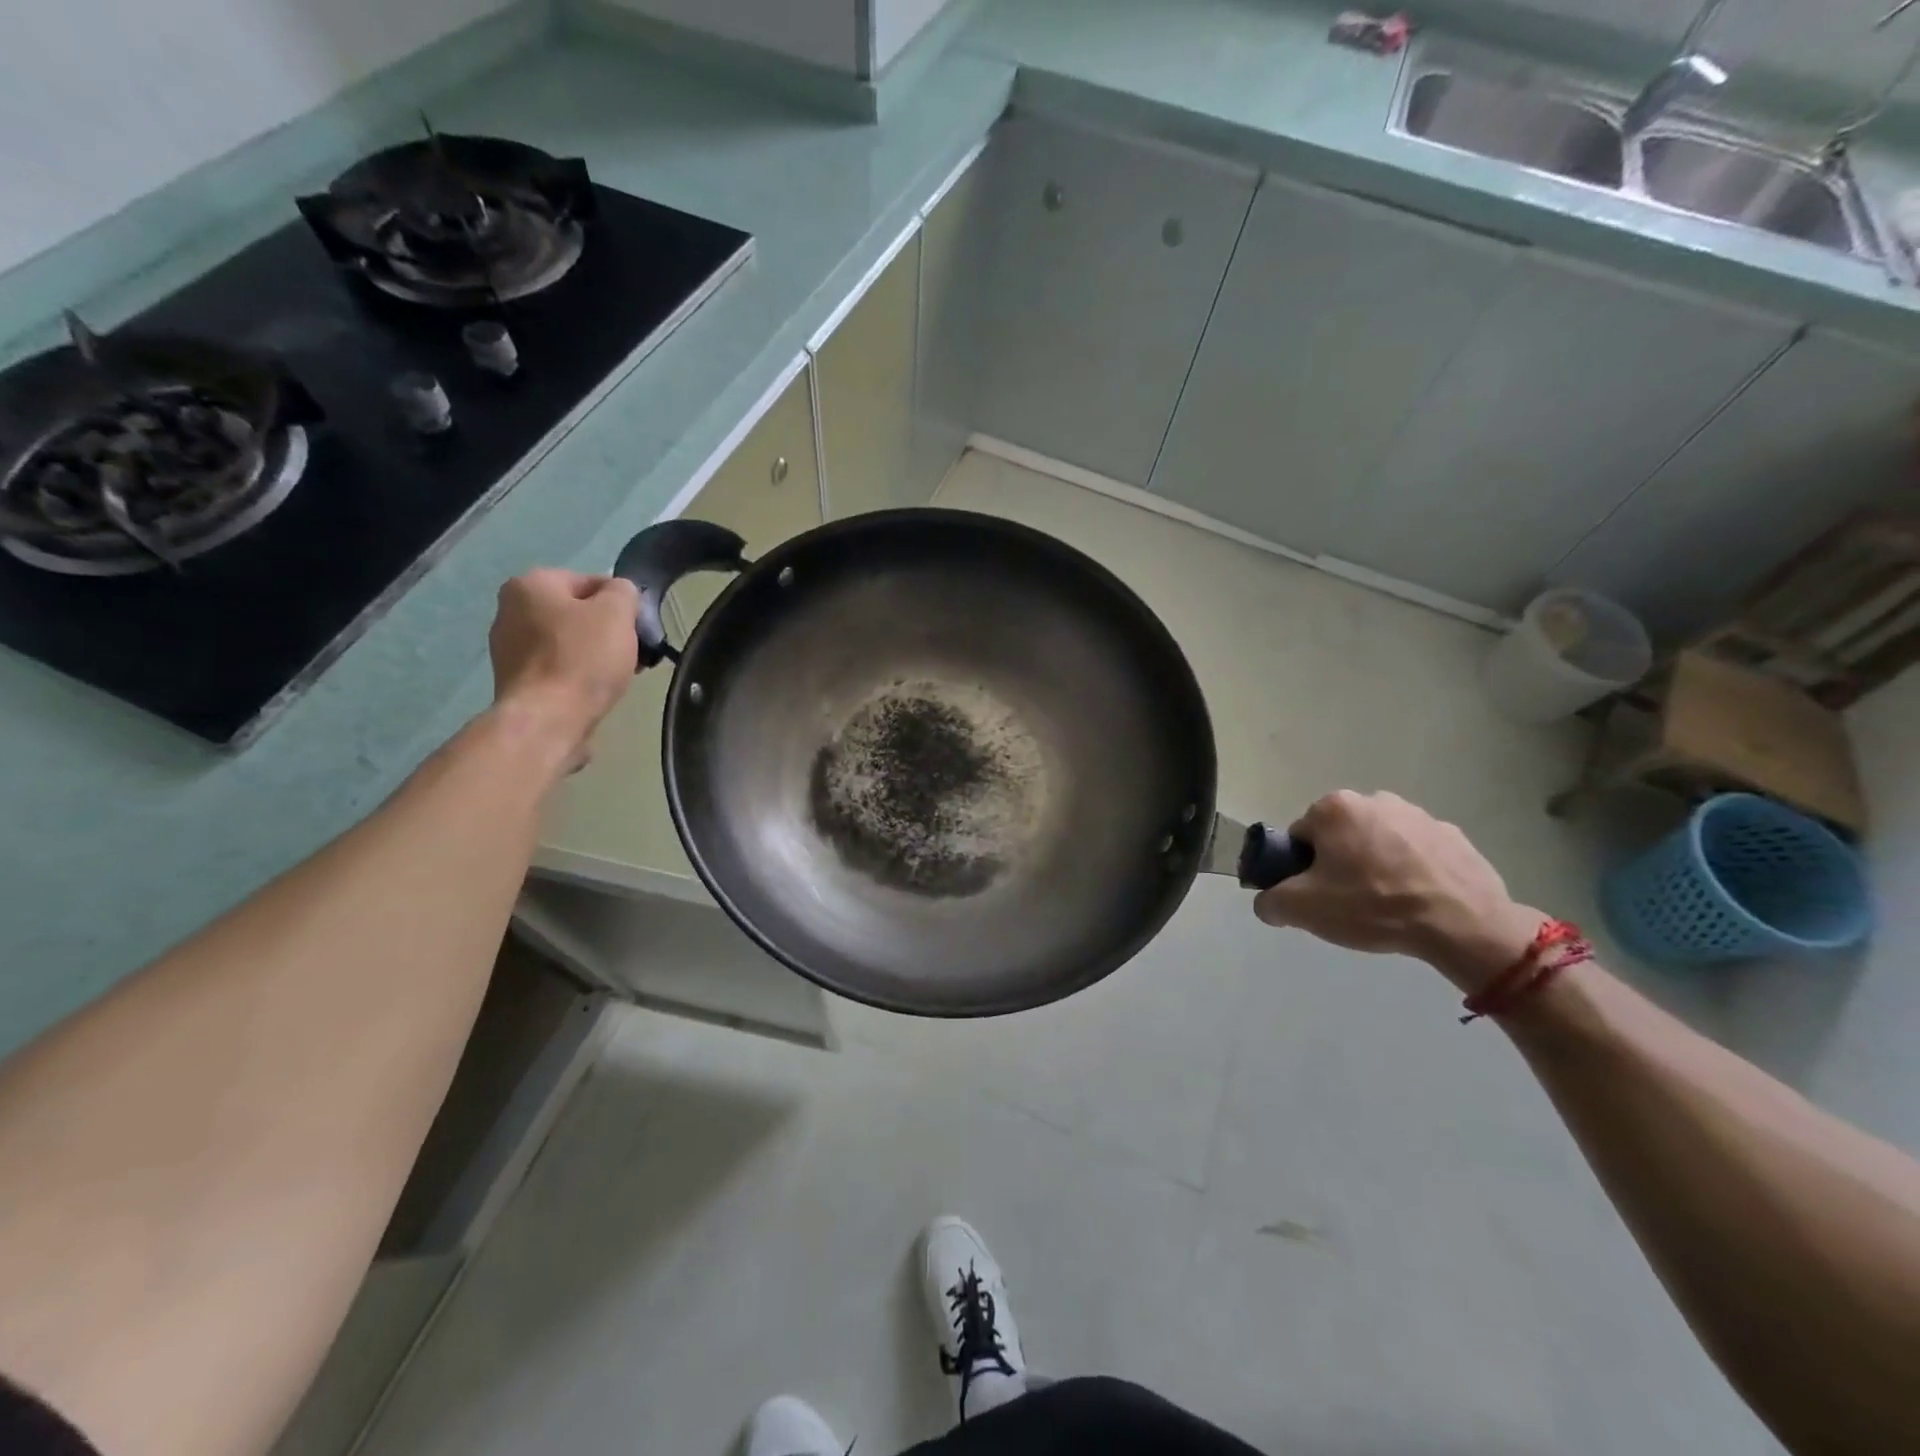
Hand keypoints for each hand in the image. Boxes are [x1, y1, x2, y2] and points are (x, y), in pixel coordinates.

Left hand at [487, 569, 640, 767]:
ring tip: (615, 675)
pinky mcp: (515, 679)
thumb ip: (623, 591)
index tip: (639, 630)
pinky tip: (592, 690)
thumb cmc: (583, 659)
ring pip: (568, 640)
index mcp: (531, 584)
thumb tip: (620, 594)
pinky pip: (556, 666)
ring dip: (593, 653)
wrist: (548, 719)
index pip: (592, 582)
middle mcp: (509, 608)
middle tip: (631, 654)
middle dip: (607, 630)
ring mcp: (507, 646)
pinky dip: (576, 673)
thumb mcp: (617, 613)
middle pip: (577, 612)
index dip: (623, 605)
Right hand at [1253, 790, 1544, 994]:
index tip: (1317, 895)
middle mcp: (1375, 799)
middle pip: (1340, 836)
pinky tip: (1419, 903)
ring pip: (1379, 843)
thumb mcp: (1303, 910)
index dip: (1302, 868)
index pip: (1300, 837)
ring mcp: (1420, 815)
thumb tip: (1267, 902)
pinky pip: (1418, 854)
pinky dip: (1413, 872)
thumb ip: (1270, 901)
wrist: (1464, 925)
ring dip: (1376, 866)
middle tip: (1349, 902)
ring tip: (1388, 906)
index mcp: (1335, 808)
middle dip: (1339, 863)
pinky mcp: (1455, 837)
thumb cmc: (1373, 906)